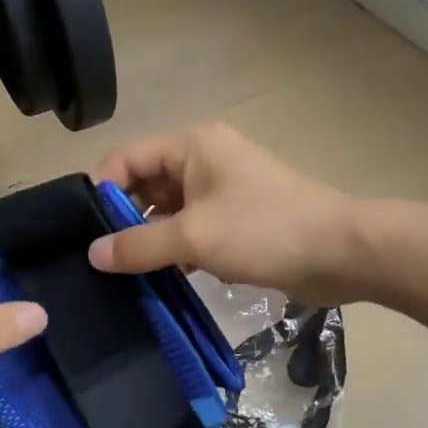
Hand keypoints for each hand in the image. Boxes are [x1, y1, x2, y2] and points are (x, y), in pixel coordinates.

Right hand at [88, 125, 364, 303]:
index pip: (127, 158)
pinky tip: (164, 281)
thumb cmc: (265, 231)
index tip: (87, 234)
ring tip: (127, 277)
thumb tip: (92, 254)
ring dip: (151, 241)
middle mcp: (204, 160)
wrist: (340, 252)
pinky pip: (193, 231)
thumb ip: (138, 245)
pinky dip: (178, 252)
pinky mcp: (238, 222)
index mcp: (192, 146)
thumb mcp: (194, 237)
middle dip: (125, 220)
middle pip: (146, 185)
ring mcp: (223, 192)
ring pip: (169, 212)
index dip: (103, 191)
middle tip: (103, 262)